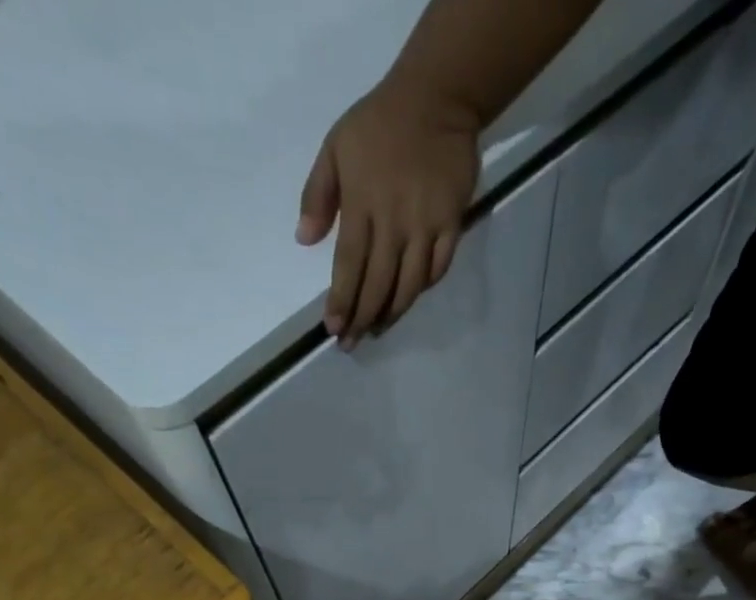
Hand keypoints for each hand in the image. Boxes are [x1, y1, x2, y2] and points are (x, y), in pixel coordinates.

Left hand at [297, 81, 478, 346]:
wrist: (436, 98)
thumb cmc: (379, 123)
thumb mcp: (335, 146)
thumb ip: (317, 194)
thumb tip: (304, 240)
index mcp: (362, 205)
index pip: (349, 266)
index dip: (341, 302)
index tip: (333, 330)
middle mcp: (394, 223)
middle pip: (377, 285)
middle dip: (362, 319)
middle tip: (352, 344)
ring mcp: (425, 227)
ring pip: (408, 286)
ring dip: (391, 314)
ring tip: (378, 330)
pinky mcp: (451, 226)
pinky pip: (437, 269)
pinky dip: (422, 289)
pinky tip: (408, 299)